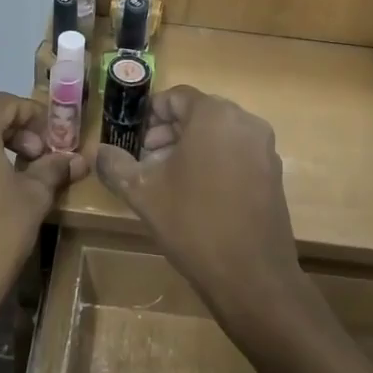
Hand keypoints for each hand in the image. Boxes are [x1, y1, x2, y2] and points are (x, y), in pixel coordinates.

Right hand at [93, 87, 305, 328]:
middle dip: (168, 132)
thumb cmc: (193, 223)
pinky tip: (196, 193)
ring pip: (218, 133)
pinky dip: (214, 160)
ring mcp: (264, 147)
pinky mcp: (273, 172)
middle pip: (198, 113)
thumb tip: (99, 152)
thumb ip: (117, 165)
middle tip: (144, 160)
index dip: (149, 115)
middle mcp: (244, 121)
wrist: (251, 275)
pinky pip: (237, 152)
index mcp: (214, 115)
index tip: (132, 139)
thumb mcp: (143, 192)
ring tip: (166, 179)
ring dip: (190, 147)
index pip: (175, 97)